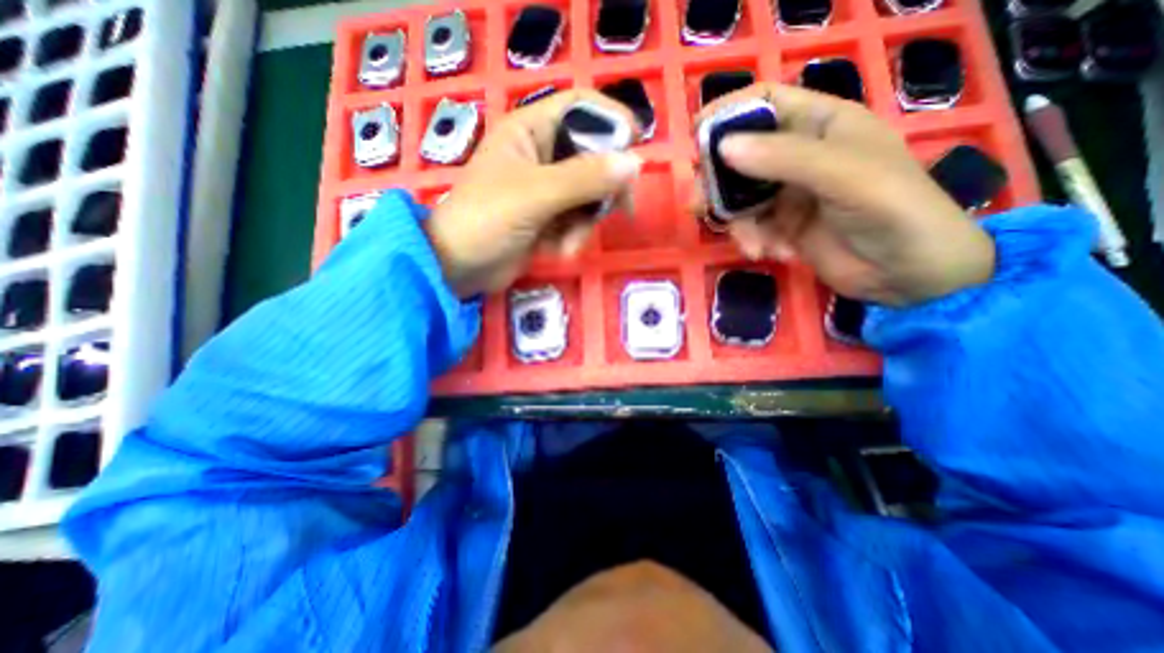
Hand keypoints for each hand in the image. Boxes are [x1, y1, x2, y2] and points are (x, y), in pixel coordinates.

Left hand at [424, 89, 640, 297]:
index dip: (612, 119)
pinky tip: (558, 252)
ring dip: (585, 223)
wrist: (460, 267)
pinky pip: (578, 220)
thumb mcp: (536, 195)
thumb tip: (634, 163)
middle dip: (605, 188)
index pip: (581, 107)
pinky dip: (573, 237)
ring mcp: (547, 189)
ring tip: (566, 243)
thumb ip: (584, 178)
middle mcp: (542, 155)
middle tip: (622, 209)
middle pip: (593, 157)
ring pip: (590, 195)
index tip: (638, 145)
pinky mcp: (549, 218)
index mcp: (531, 131)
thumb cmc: (487, 219)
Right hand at [693, 83, 993, 305]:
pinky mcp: (781, 226)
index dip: (729, 113)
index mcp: (821, 125)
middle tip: (698, 205)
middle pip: (741, 156)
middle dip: (718, 182)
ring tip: (753, 244)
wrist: (910, 274)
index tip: (697, 137)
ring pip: (740, 198)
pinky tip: (771, 254)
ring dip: (739, 223)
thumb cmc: (893, 210)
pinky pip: (750, 227)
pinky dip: (753, 241)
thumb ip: (783, 159)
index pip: (766, 103)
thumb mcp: (843, 176)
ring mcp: (788, 193)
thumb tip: (722, 148)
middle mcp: (799, 155)